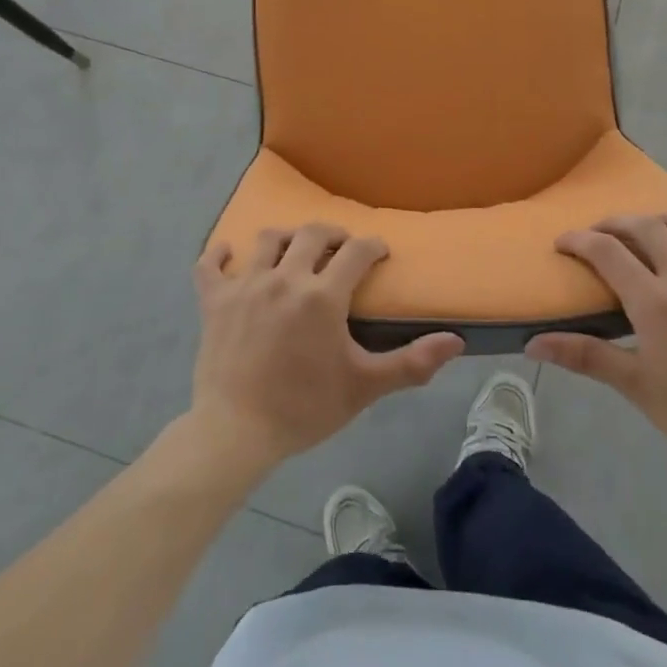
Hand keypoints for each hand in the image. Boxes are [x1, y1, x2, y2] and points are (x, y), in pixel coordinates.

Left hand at [190, 224, 464, 469]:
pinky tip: (229, 252)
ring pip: (267, 240)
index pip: (356, 251)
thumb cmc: (304, 408)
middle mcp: (285, 277)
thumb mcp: (364, 387)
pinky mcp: (214, 299)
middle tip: (341, 248)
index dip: (372, 246)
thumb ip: (411, 362)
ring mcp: (245, 285)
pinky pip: (210, 263)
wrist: (236, 432)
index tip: (379, 252)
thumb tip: (456, 341)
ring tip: (295, 250)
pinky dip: (219, 254)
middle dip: (333, 234)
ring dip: (286, 238)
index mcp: (322, 295)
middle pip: (312, 233)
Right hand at [528, 213, 666, 486]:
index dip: (579, 240)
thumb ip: (585, 357)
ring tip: (656, 227)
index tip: (562, 244)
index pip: (607, 251)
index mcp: (655, 301)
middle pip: (649, 227)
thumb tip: (533, 343)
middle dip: (617, 223)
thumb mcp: (636, 387)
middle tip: (601, 234)